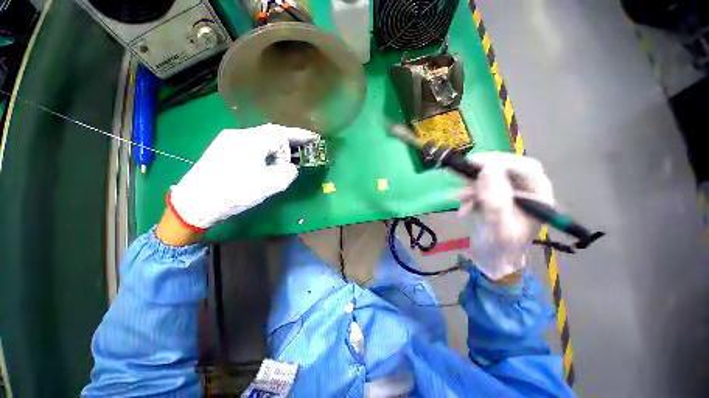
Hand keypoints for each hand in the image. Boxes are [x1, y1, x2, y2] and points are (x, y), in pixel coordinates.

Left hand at [167, 124, 317, 230]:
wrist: (194, 203)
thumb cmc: (233, 193)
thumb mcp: (268, 186)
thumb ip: (287, 173)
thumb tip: (290, 167)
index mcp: (251, 141)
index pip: (280, 133)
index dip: (299, 136)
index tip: (313, 138)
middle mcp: (239, 135)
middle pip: (270, 133)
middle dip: (289, 140)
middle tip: (303, 147)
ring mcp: (228, 140)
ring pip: (260, 138)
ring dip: (276, 146)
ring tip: (286, 158)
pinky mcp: (222, 149)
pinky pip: (251, 144)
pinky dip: (265, 149)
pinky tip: (267, 160)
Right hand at [459, 152, 554, 280]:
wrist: (491, 259)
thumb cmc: (501, 248)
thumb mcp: (499, 227)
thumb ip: (495, 201)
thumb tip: (486, 170)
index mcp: (537, 197)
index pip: (526, 169)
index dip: (502, 161)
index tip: (477, 161)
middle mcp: (525, 191)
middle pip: (507, 169)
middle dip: (485, 169)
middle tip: (465, 166)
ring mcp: (507, 193)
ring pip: (490, 177)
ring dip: (472, 185)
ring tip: (460, 197)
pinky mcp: (491, 197)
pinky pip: (479, 188)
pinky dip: (468, 195)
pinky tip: (462, 208)